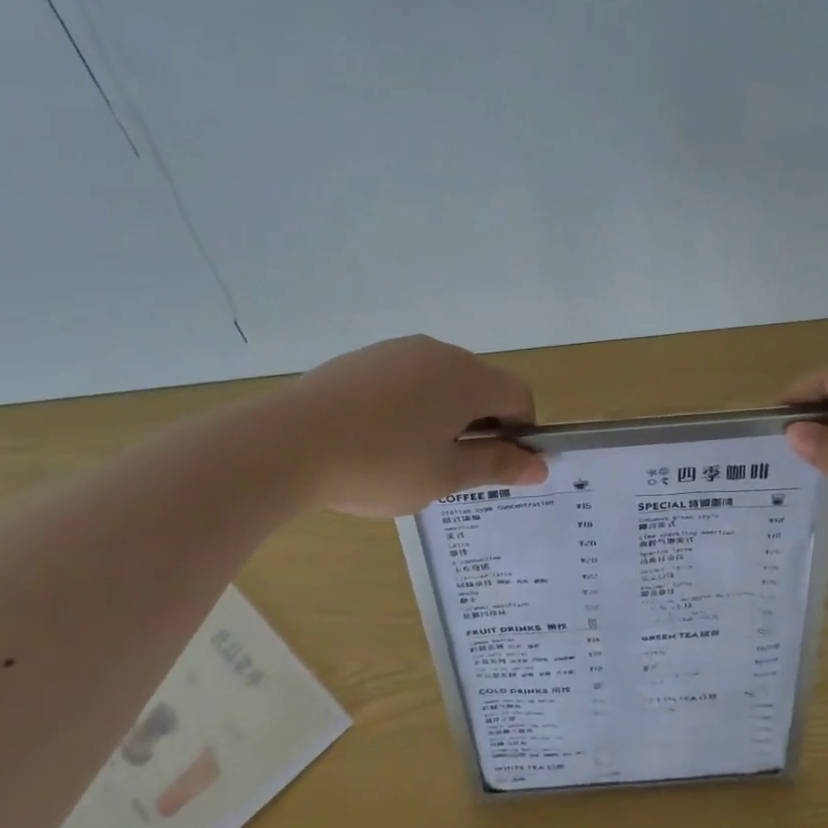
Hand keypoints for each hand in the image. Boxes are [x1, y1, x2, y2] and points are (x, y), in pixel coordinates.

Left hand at [285, 336, 548, 516]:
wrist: (287, 444)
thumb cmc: (380, 464)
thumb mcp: (445, 476)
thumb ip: (497, 466)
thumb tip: (541, 464)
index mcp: (467, 377)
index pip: (519, 395)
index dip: (521, 431)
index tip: (498, 465)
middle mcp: (438, 352)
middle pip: (480, 385)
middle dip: (480, 424)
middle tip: (453, 467)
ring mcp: (396, 350)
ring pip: (440, 382)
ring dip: (443, 415)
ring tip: (410, 456)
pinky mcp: (362, 359)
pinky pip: (404, 379)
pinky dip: (408, 405)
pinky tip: (377, 438)